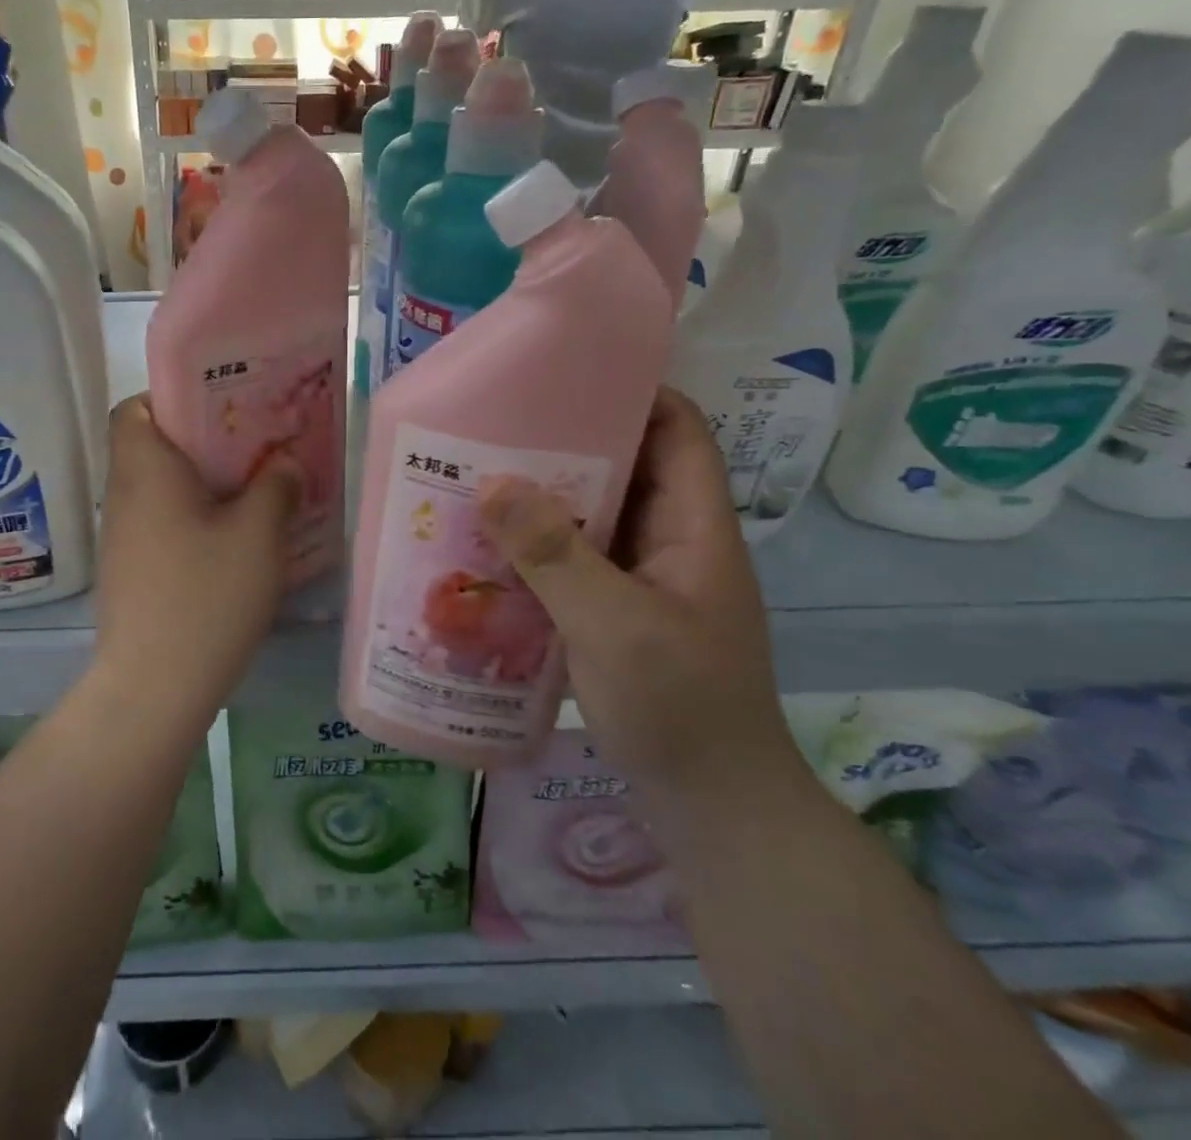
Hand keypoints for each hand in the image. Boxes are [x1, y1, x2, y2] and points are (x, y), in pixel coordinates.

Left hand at [91, 396, 300, 719]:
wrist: (154, 686)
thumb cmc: (205, 596)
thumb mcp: (257, 535)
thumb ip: (275, 487)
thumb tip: (285, 462)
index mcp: (145, 469)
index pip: (134, 407)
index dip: (171, 398)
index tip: (219, 409)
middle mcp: (123, 494)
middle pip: (151, 445)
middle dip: (201, 440)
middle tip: (253, 446)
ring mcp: (121, 535)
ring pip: (159, 487)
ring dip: (200, 482)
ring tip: (253, 488)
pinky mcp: (130, 569)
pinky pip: (160, 522)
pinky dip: (192, 517)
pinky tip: (233, 539)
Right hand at [477, 387, 797, 798]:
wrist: (713, 811)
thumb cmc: (680, 710)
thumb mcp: (615, 626)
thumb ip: (555, 554)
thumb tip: (492, 481)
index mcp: (694, 528)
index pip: (678, 431)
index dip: (633, 394)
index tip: (563, 378)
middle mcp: (672, 543)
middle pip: (624, 468)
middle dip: (564, 445)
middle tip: (492, 429)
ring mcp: (644, 581)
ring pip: (593, 517)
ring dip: (542, 500)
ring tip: (477, 481)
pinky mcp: (618, 614)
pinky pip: (574, 561)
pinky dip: (537, 548)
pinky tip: (488, 551)